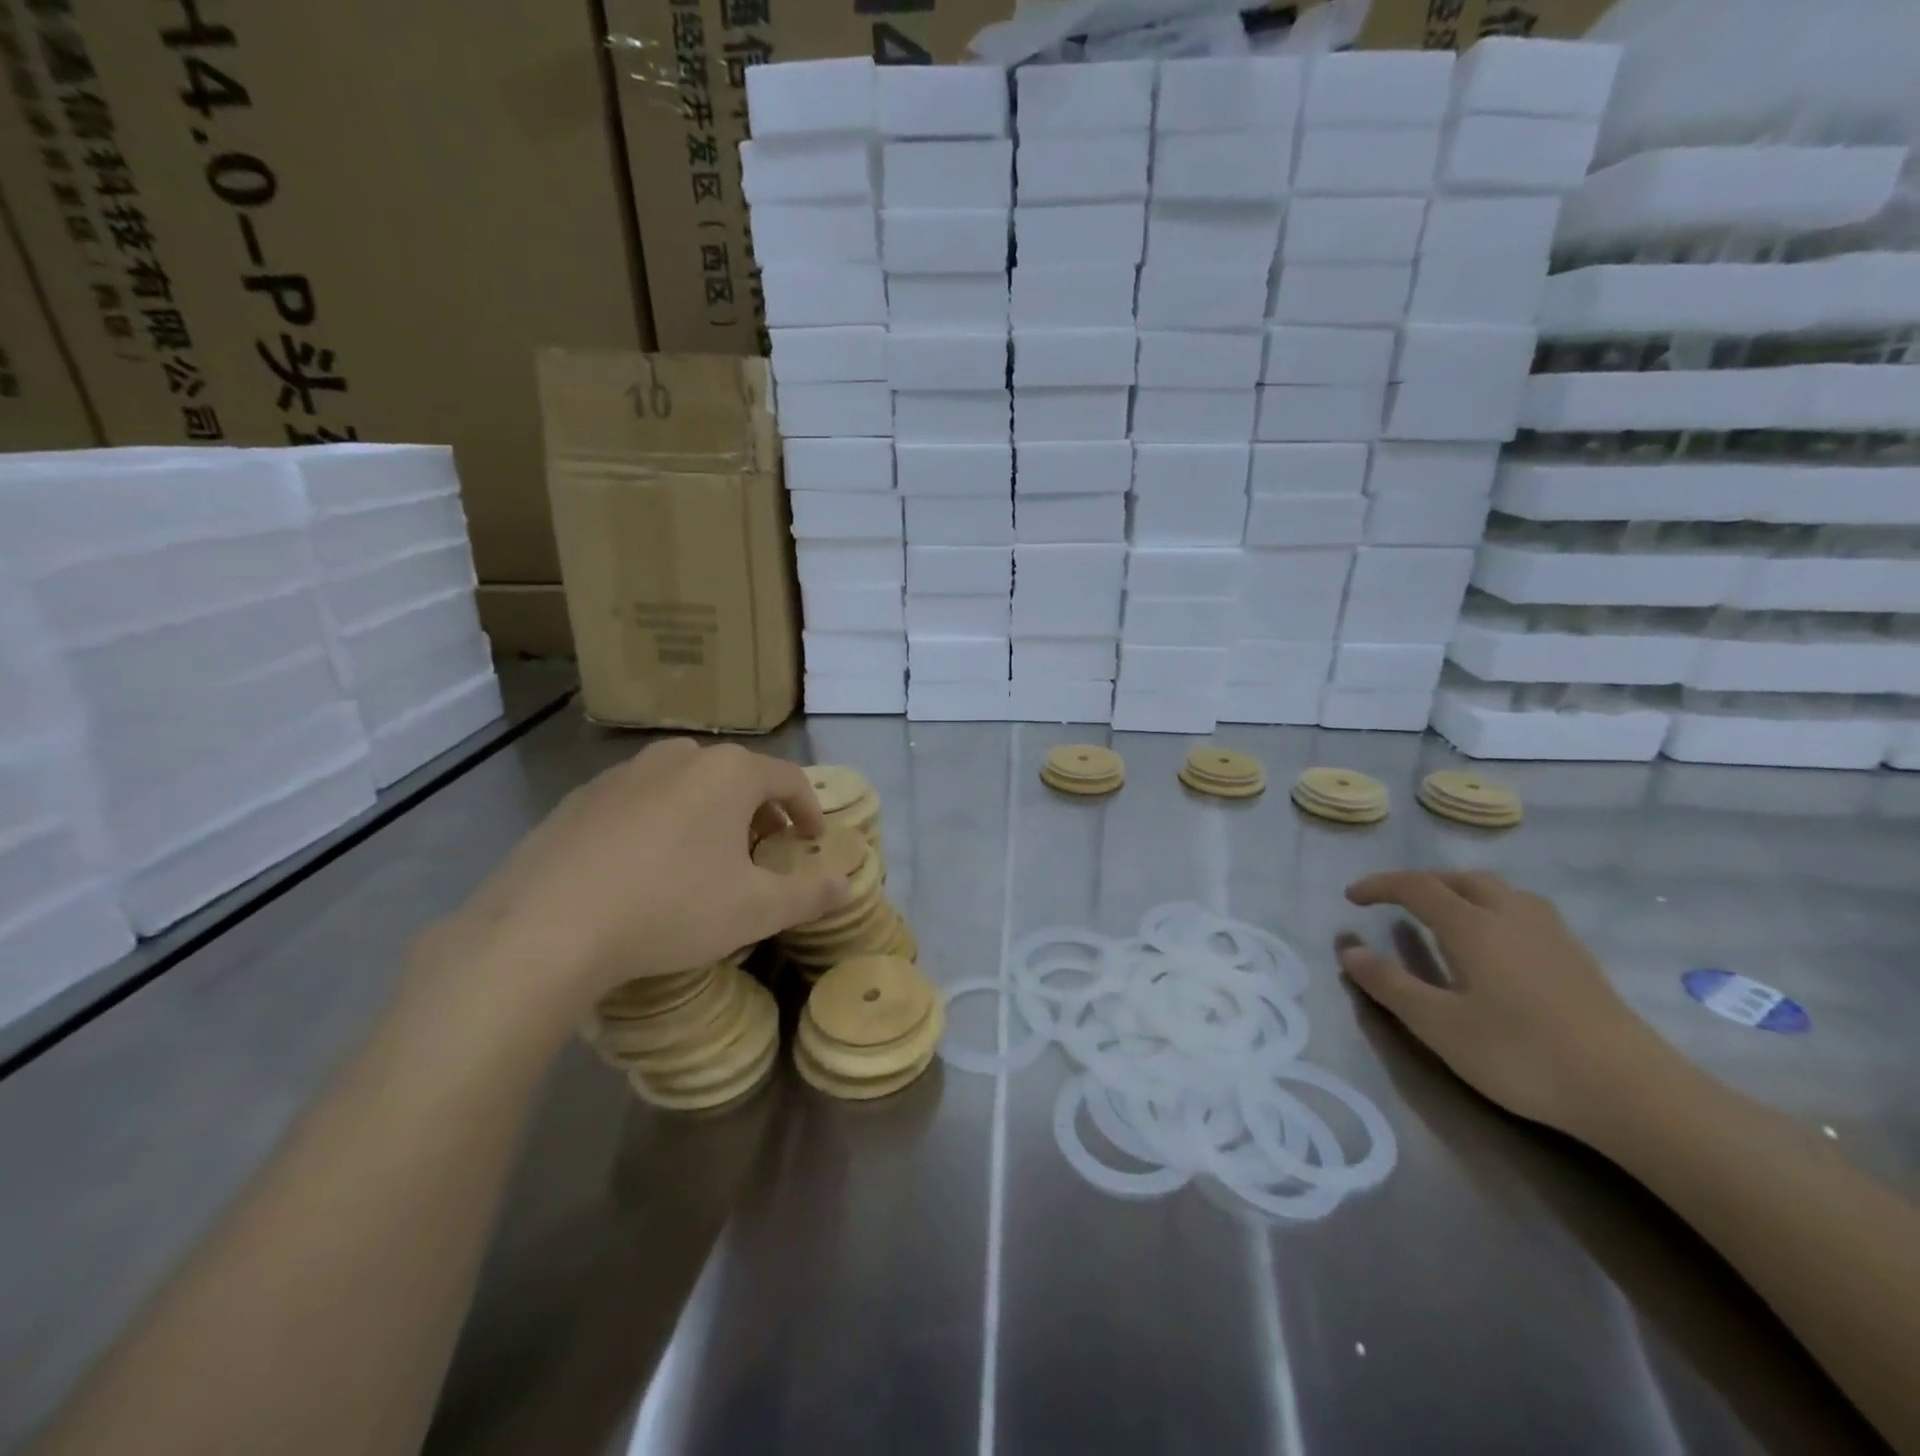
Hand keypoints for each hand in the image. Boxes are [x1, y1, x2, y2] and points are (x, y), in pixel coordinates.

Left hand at [419, 740, 848, 1015]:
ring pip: (686, 783)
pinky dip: (660, 822)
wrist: (546, 926)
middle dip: (758, 811)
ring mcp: (624, 773)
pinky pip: (639, 800)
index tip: (811, 842)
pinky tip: (645, 867)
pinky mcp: (581, 798)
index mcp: (729, 773)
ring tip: (704, 857)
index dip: (809, 811)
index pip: (789, 779)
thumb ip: (810, 894)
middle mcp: (679, 757)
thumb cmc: (670, 908)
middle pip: (737, 776)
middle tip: (761, 851)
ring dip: (708, 813)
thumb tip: (845, 884)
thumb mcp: (755, 910)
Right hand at [1338, 870, 1682, 1139]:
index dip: (1380, 886)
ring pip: (1501, 892)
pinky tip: (1499, 945)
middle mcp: (1512, 917)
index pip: (1417, 887)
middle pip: (1463, 880)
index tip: (1352, 897)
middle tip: (1397, 902)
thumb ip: (1390, 985)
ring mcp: (1553, 937)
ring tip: (1447, 915)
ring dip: (1464, 891)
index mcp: (1473, 927)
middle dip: (1424, 883)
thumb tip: (1349, 950)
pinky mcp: (1580, 960)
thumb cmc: (1523, 1055)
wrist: (1635, 1093)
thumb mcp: (1439, 1026)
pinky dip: (1496, 911)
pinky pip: (1526, 913)